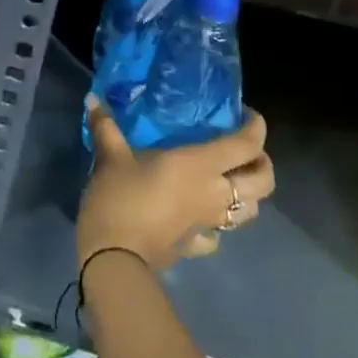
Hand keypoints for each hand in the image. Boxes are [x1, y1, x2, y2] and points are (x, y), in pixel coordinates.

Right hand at [76, 96, 274, 275]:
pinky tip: (202, 215)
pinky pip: (219, 234)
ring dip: (248, 195)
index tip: (246, 114)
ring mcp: (209, 223)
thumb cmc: (120, 198)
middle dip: (262, 163)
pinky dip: (218, 224)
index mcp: (201, 165)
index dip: (256, 127)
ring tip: (229, 180)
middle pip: (264, 181)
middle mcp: (215, 193)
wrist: (114, 258)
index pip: (247, 145)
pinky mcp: (196, 246)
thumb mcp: (111, 156)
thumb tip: (93, 99)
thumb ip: (106, 126)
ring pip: (250, 211)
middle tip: (245, 151)